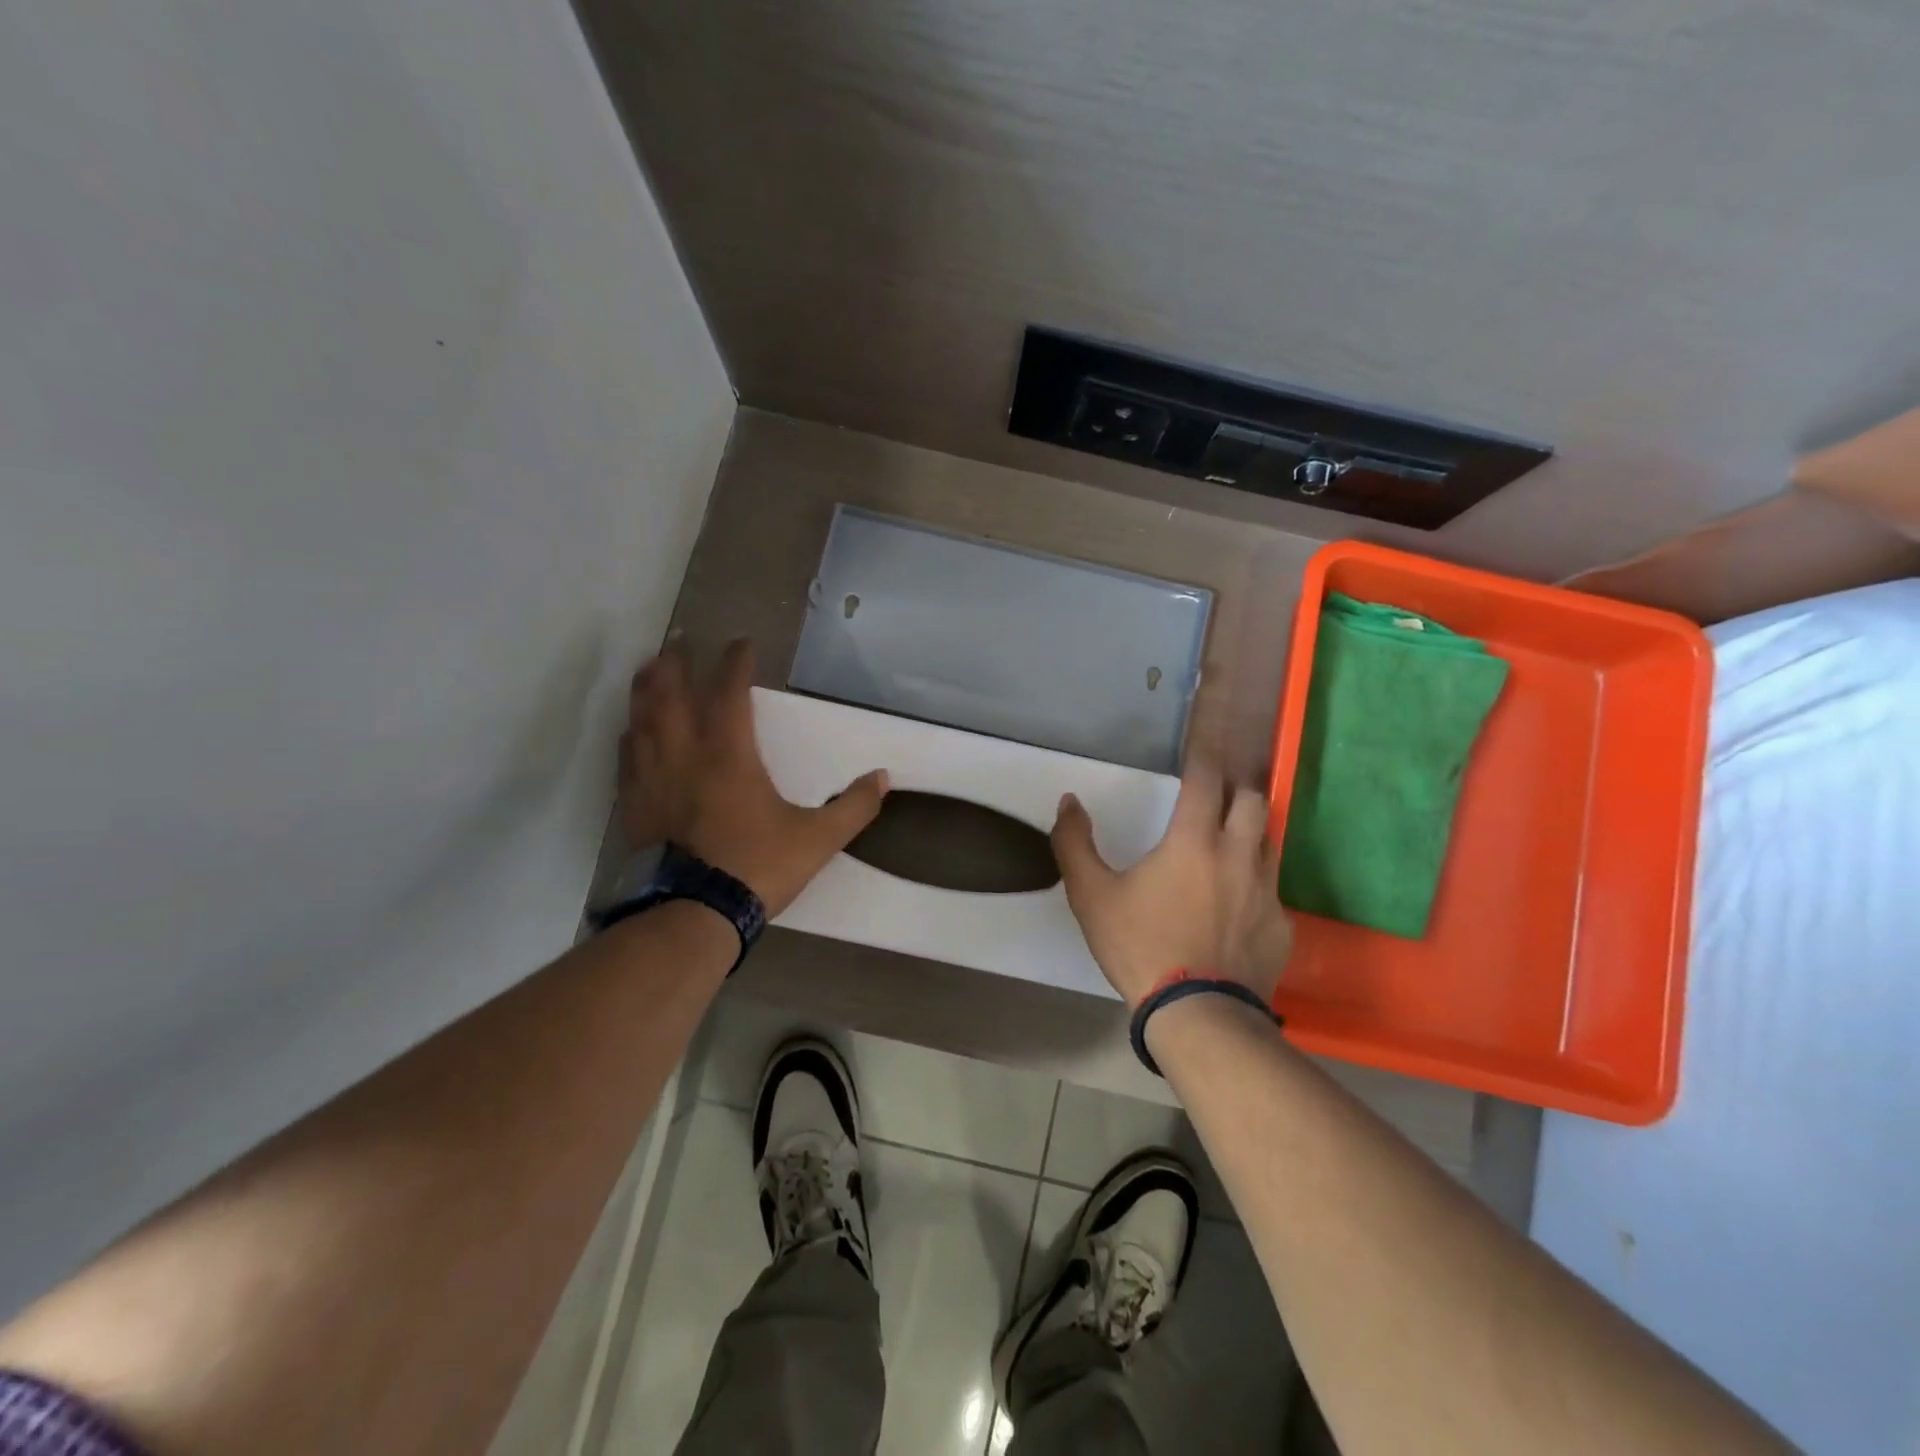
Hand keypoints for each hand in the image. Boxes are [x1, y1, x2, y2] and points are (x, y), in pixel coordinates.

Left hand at [621, 638, 888, 916]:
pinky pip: (626, 757)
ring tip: (648, 670)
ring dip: (645, 690)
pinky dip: (629, 735)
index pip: (729, 692)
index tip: (742, 643)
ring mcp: (653, 778)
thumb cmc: (757, 867)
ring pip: (642, 720)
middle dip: (676, 663)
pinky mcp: (634, 804)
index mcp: (729, 754)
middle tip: (678, 640)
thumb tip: (883, 778)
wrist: (695, 914)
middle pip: (671, 694)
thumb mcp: (818, 838)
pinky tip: (630, 731)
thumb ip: (853, 807)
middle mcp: (685, 754)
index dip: (735, 662)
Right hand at [1051, 758, 1292, 1007]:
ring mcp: (1265, 891)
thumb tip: (1069, 802)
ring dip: (1250, 833)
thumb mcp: (1091, 896)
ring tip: (1230, 843)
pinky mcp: (1281, 926)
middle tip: (1218, 795)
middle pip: (1252, 801)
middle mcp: (1237, 855)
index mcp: (1192, 841)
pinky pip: (1272, 891)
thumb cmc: (1140, 946)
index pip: (1205, 780)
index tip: (1203, 746)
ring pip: (1268, 842)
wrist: (1197, 1014)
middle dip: (1236, 789)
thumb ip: (1074, 844)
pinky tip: (1238, 906)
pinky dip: (1256, 885)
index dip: (1204, 757)